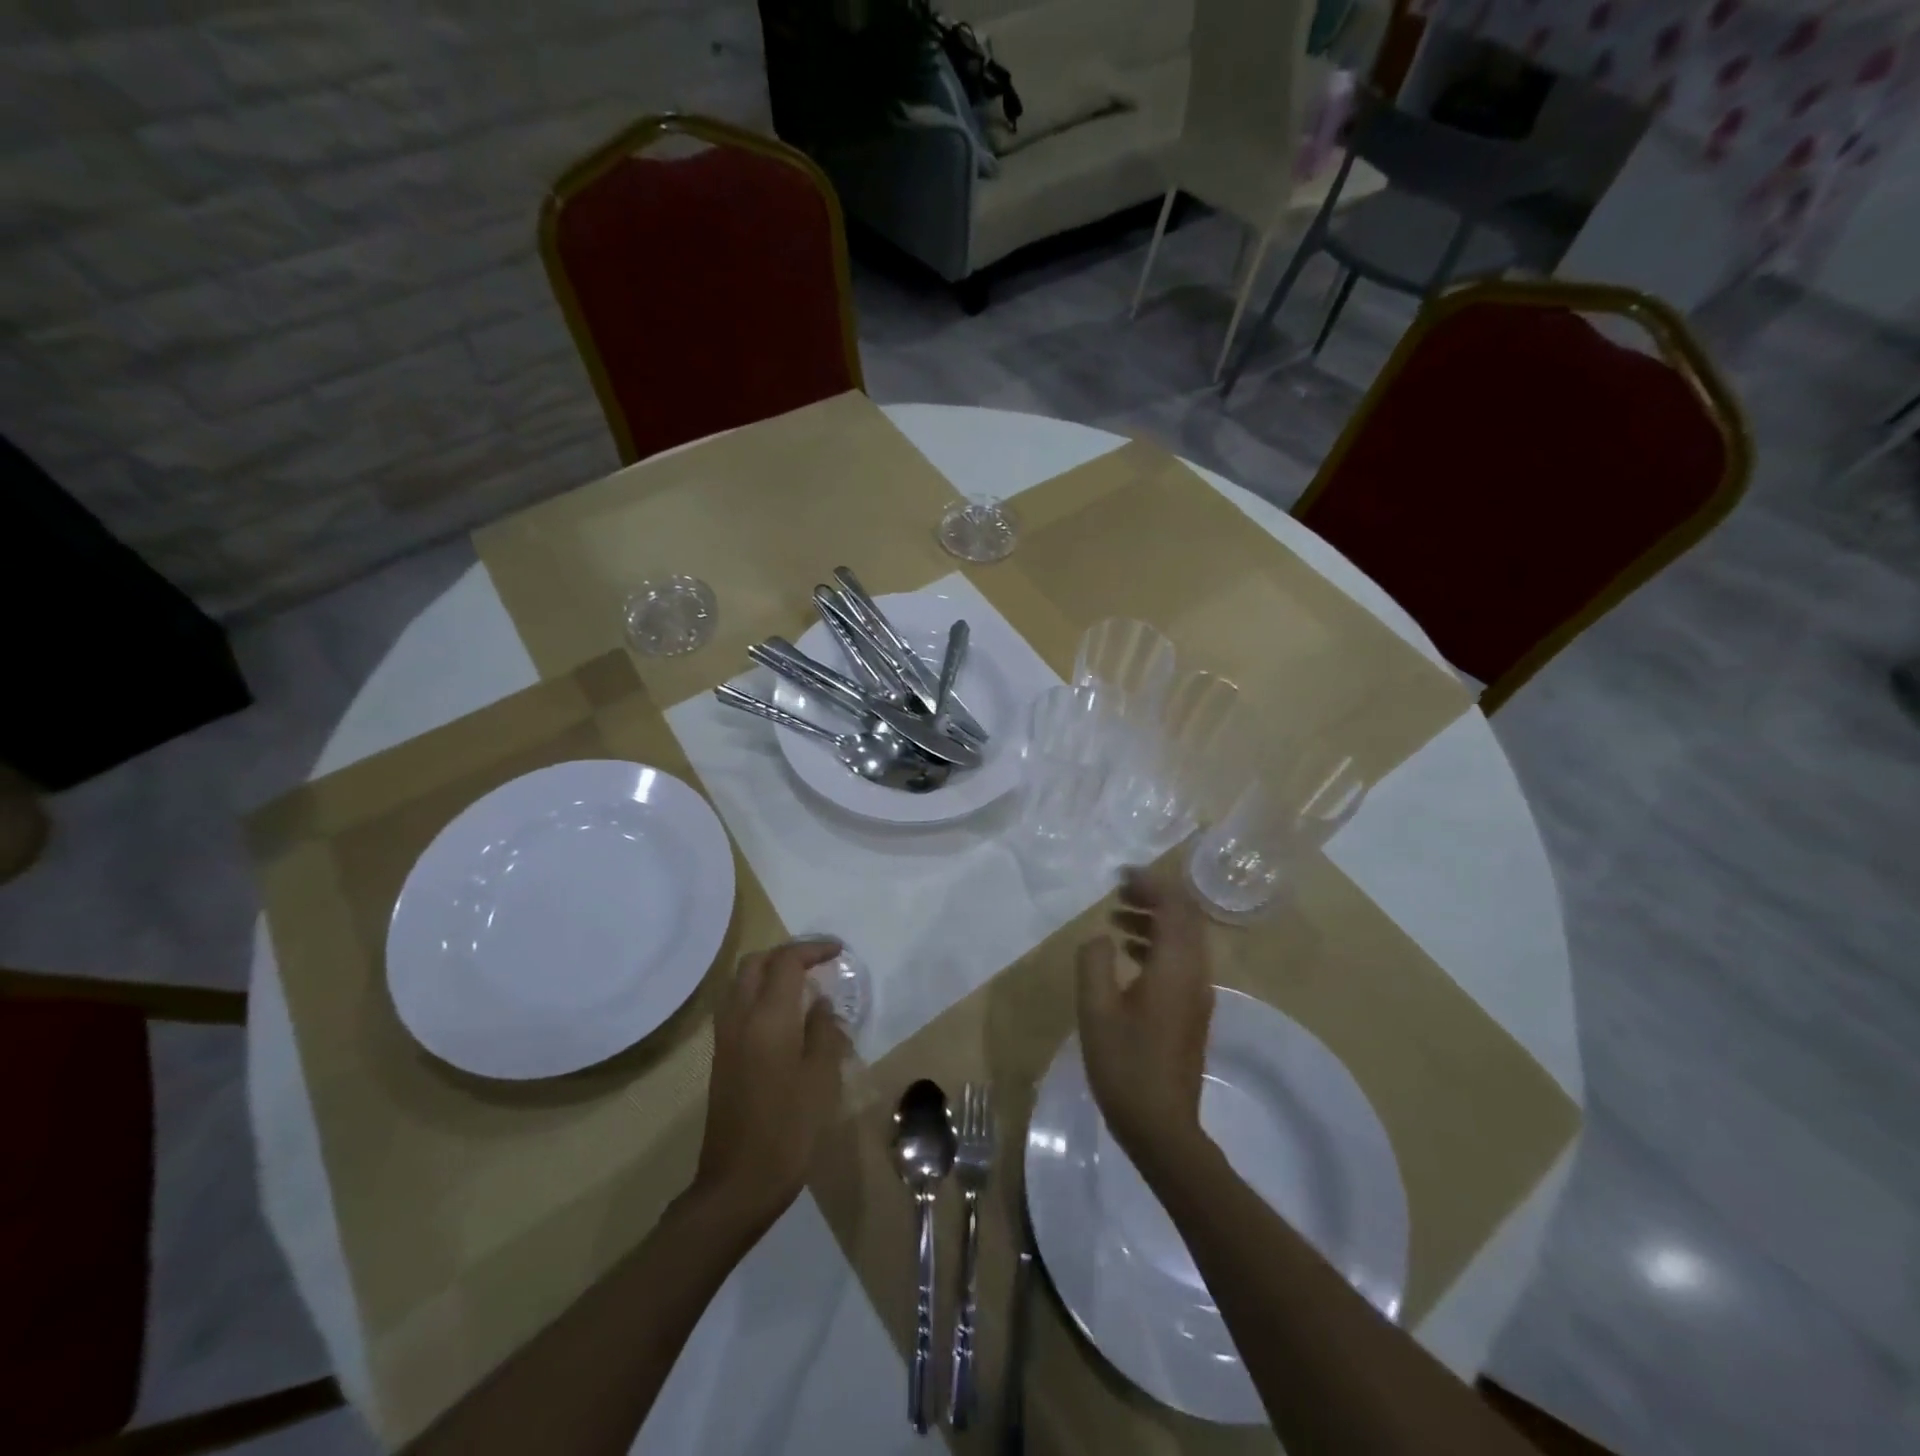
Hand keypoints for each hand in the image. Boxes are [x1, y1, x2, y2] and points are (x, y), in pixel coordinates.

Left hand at [692, 939, 849, 1231]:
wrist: (738, 1183)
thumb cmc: (788, 1130)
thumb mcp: (821, 1079)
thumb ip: (823, 1032)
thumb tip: (820, 1004)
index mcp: (767, 1018)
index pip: (786, 962)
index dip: (813, 949)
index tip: (838, 951)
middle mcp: (740, 1017)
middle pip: (756, 963)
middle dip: (787, 954)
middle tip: (818, 962)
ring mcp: (725, 1037)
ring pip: (742, 982)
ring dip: (770, 971)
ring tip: (802, 983)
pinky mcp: (721, 1056)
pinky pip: (738, 1004)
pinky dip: (759, 993)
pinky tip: (783, 1014)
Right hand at [1075, 867, 1214, 1172]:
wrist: (1162, 1128)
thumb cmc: (1125, 1066)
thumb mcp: (1096, 1010)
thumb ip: (1094, 963)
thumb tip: (1099, 937)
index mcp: (1175, 968)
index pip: (1175, 907)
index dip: (1151, 884)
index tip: (1121, 876)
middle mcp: (1195, 974)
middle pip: (1186, 919)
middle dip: (1155, 897)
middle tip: (1119, 892)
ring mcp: (1198, 994)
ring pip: (1184, 940)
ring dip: (1155, 920)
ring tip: (1117, 917)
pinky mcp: (1192, 1011)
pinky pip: (1180, 960)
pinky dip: (1157, 944)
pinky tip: (1127, 955)